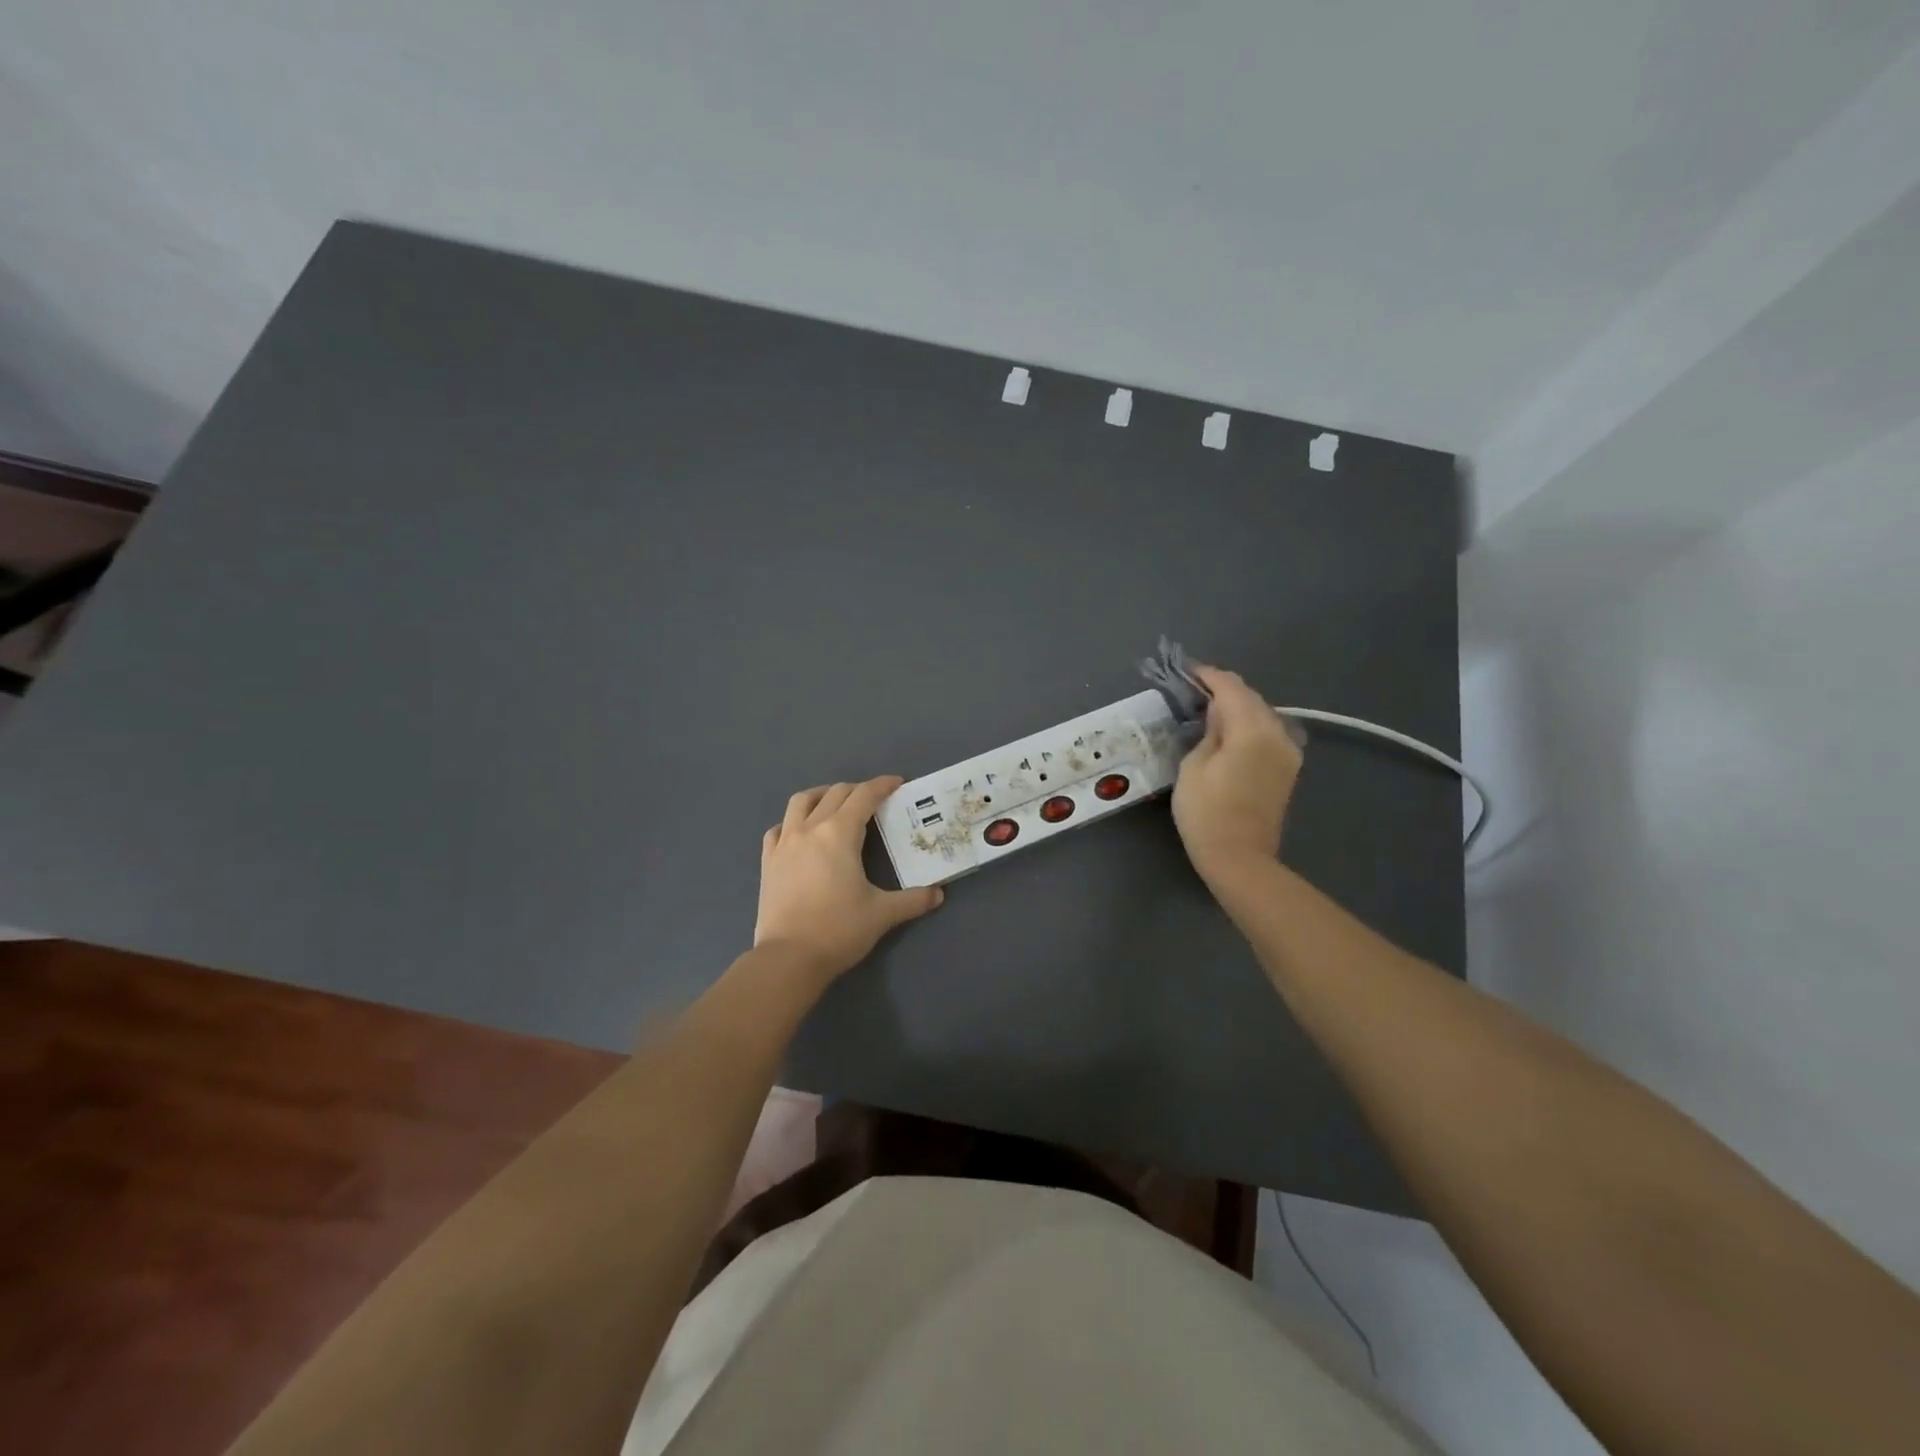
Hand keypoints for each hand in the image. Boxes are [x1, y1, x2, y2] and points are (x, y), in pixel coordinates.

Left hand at [755, 776, 943, 981]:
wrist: (788, 958)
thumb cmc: (838, 930)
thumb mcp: (882, 914)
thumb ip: (913, 900)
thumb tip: (938, 895)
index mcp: (839, 834)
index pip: (864, 796)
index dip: (882, 785)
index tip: (897, 783)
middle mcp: (810, 829)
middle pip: (835, 793)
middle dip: (857, 790)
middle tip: (874, 799)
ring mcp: (784, 843)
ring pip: (800, 802)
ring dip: (822, 795)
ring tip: (834, 803)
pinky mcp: (768, 861)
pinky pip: (778, 828)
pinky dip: (792, 822)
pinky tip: (800, 833)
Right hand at [1171, 664, 1303, 879]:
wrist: (1240, 859)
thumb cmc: (1207, 812)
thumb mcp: (1194, 765)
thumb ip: (1209, 732)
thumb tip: (1217, 714)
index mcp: (1253, 729)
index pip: (1231, 688)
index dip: (1208, 676)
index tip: (1188, 669)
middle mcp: (1278, 734)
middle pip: (1251, 698)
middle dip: (1224, 689)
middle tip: (1196, 686)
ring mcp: (1288, 753)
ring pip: (1262, 715)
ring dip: (1238, 707)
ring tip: (1210, 707)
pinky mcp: (1287, 769)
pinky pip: (1268, 733)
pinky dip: (1249, 725)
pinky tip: (1230, 730)